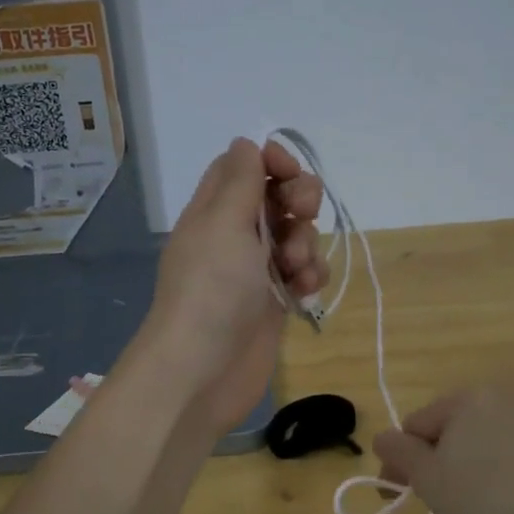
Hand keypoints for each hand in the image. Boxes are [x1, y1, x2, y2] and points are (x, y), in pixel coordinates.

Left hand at [137, 138, 325, 437]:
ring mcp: (256, 270)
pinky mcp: (274, 301)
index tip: (290, 172)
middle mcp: (234, 235)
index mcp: (214, 210)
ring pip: (296, 236)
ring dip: (307, 244)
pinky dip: (309, 277)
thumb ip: (241, 181)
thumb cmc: (212, 289)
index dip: (272, 162)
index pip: (244, 167)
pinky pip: (303, 274)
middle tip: (301, 215)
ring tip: (296, 269)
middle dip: (299, 201)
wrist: (203, 369)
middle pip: (277, 198)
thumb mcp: (224, 223)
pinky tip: (304, 292)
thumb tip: (246, 143)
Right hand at [374, 386, 513, 513]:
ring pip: (490, 439)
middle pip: (454, 429)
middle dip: (442, 463)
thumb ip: (402, 456)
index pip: (415, 426)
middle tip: (447, 505)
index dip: (402, 463)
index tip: (401, 498)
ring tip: (487, 508)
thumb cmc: (497, 499)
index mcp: (464, 400)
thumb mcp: (434, 484)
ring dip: (477, 466)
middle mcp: (501, 395)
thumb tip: (382, 436)